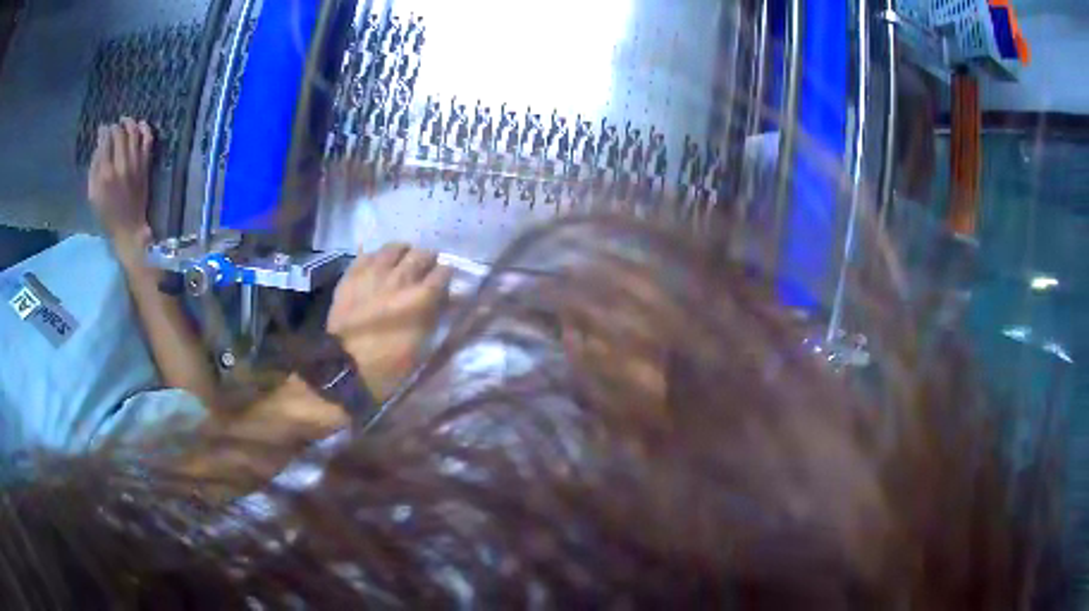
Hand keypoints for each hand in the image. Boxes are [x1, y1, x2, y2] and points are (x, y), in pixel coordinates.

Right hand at [88, 118, 153, 254]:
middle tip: (113, 126)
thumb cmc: (106, 215)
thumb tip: (98, 147)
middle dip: (116, 126)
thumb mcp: (93, 195)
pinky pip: (148, 141)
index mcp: (105, 174)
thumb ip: (94, 170)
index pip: (105, 142)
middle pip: (120, 134)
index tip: (103, 129)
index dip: (104, 131)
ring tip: (125, 121)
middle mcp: (120, 165)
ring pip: (134, 133)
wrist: (129, 228)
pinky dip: (145, 129)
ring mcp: (135, 164)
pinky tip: (141, 124)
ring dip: (130, 123)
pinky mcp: (145, 166)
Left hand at [328, 244, 452, 400]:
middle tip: (425, 270)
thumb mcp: (423, 345)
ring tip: (401, 262)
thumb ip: (435, 316)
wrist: (346, 367)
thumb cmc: (390, 365)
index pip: (444, 271)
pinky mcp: (353, 274)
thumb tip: (446, 299)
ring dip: (402, 253)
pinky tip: (377, 266)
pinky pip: (368, 254)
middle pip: (422, 254)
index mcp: (423, 297)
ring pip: (395, 248)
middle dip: (427, 260)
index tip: (444, 282)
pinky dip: (376, 257)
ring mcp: (375, 272)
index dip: (446, 276)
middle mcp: (402, 278)